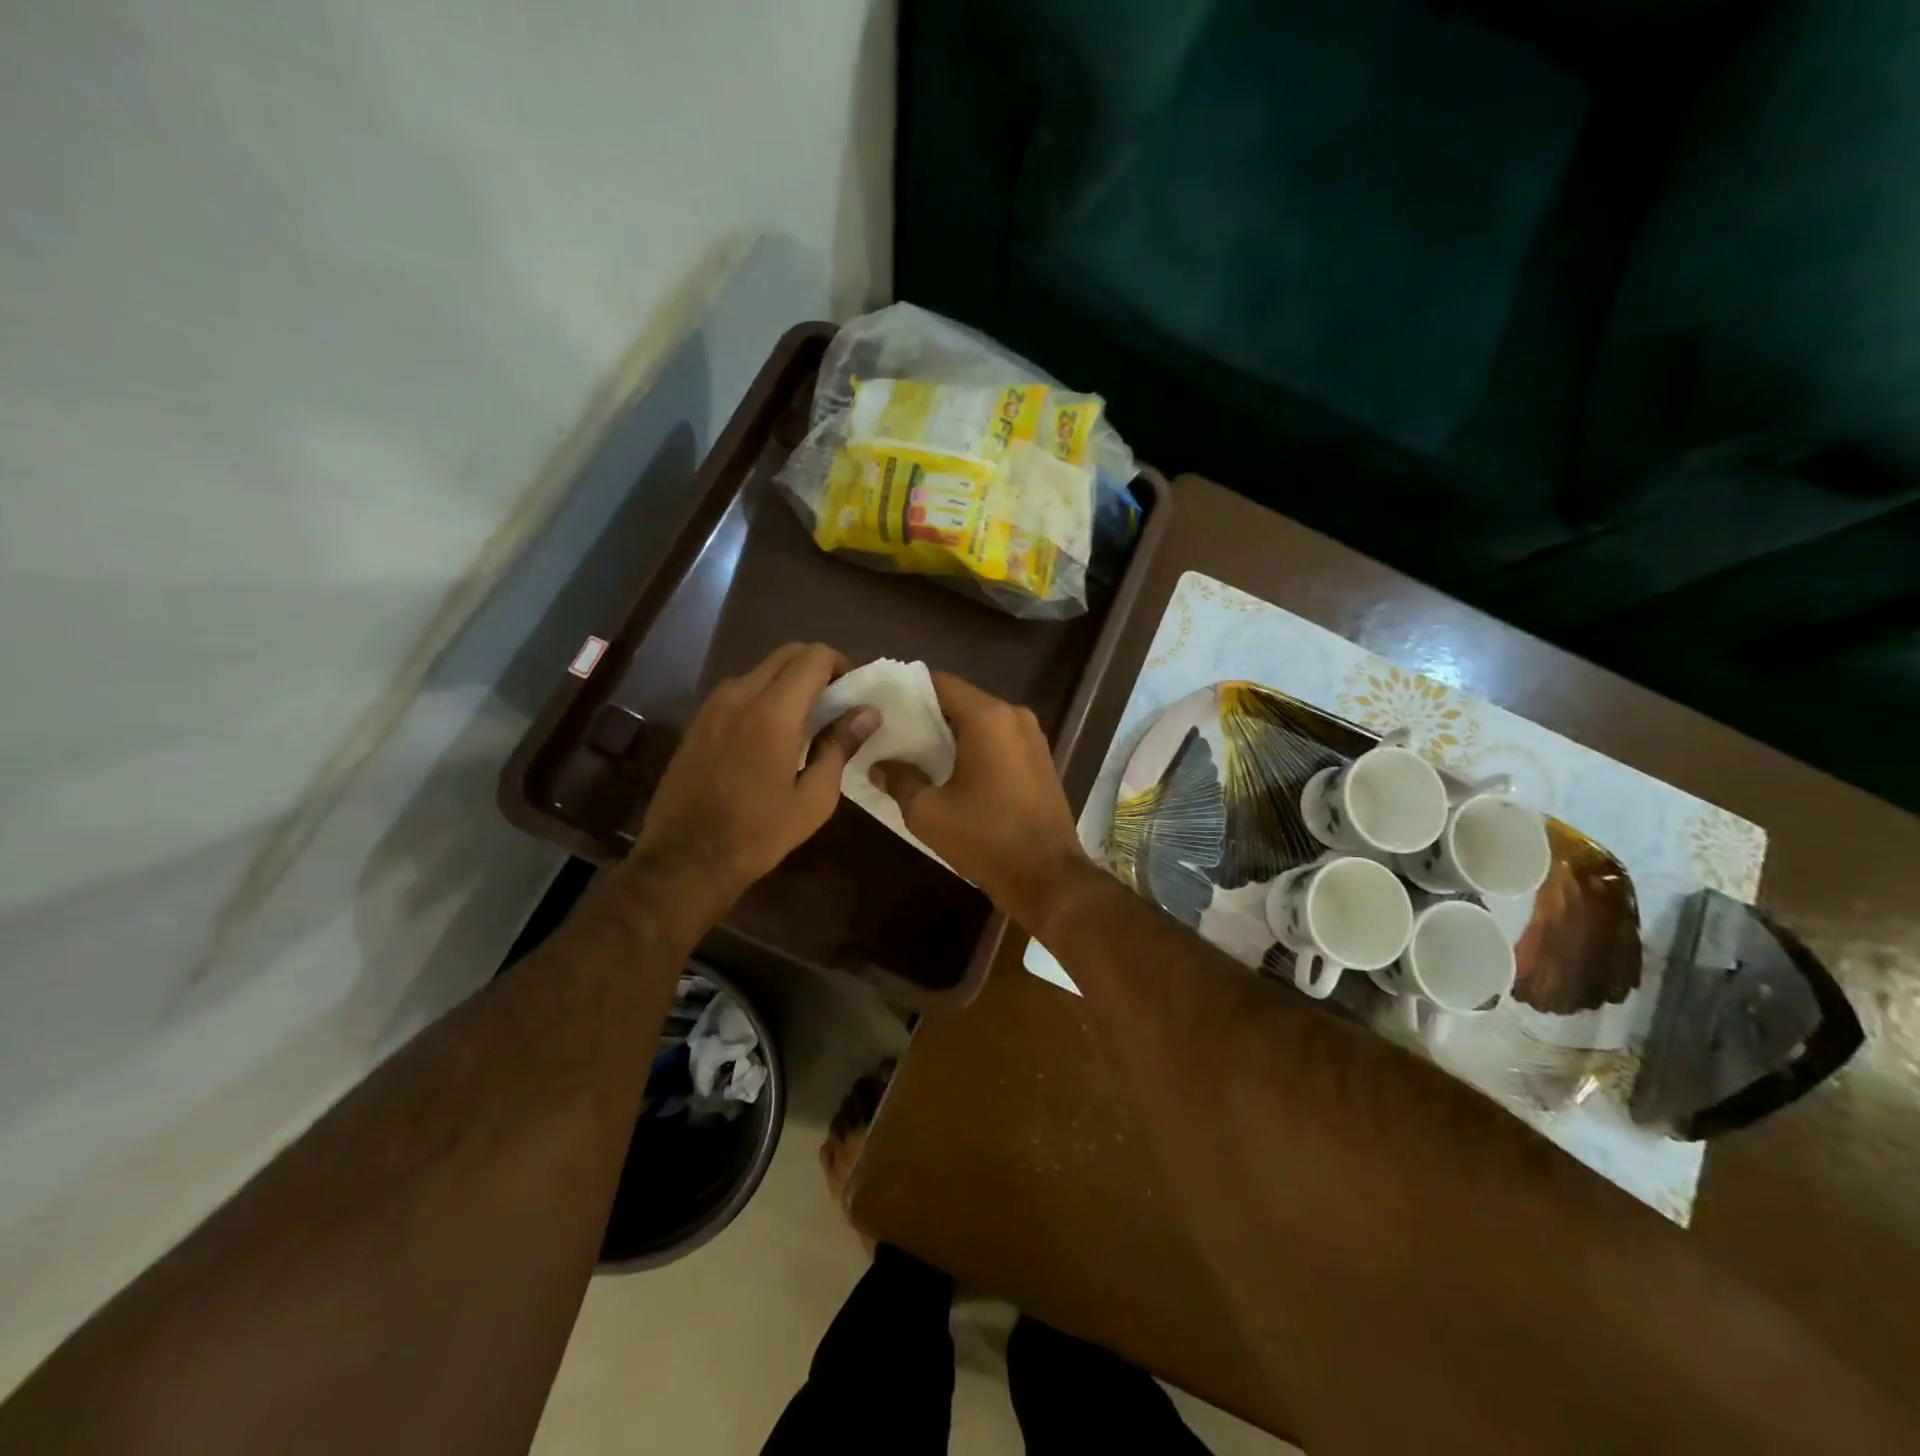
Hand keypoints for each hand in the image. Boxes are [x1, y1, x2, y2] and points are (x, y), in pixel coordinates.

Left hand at [627, 643, 876, 924]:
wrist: (686, 857)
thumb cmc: (759, 832)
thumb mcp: (814, 797)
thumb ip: (840, 746)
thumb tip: (868, 713)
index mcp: (774, 712)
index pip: (814, 657)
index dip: (840, 665)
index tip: (852, 693)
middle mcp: (741, 695)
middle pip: (787, 654)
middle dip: (816, 667)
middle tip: (834, 702)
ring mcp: (714, 705)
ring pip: (761, 669)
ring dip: (788, 681)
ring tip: (804, 720)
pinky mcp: (699, 720)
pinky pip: (739, 690)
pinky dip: (764, 695)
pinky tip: (770, 734)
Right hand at [867, 672, 1088, 928]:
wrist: (1047, 877)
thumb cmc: (985, 839)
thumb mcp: (928, 813)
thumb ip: (900, 780)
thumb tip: (880, 766)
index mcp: (987, 718)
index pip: (939, 683)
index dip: (907, 691)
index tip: (882, 707)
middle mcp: (1014, 716)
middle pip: (960, 700)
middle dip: (926, 714)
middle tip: (892, 732)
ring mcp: (1032, 736)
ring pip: (980, 721)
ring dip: (951, 733)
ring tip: (916, 752)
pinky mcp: (1040, 758)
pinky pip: (999, 739)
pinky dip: (974, 746)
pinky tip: (951, 770)